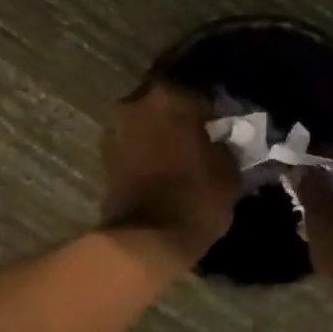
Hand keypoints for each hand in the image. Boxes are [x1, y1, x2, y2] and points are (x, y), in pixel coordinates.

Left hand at [99, 81, 240, 265]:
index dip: (212, 108)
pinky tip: (162, 167)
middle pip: (165, 102)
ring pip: (146, 122)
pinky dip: (146, 150)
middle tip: (201, 135)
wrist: (144, 240)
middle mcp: (136, 104)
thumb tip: (222, 138)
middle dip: (181, 116)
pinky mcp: (104, 156)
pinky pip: (133, 144)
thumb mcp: (228, 172)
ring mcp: (115, 129)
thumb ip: (225, 145)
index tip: (223, 123)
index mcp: (169, 98)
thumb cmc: (193, 199)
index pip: (198, 92)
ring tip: (181, 153)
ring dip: (161, 133)